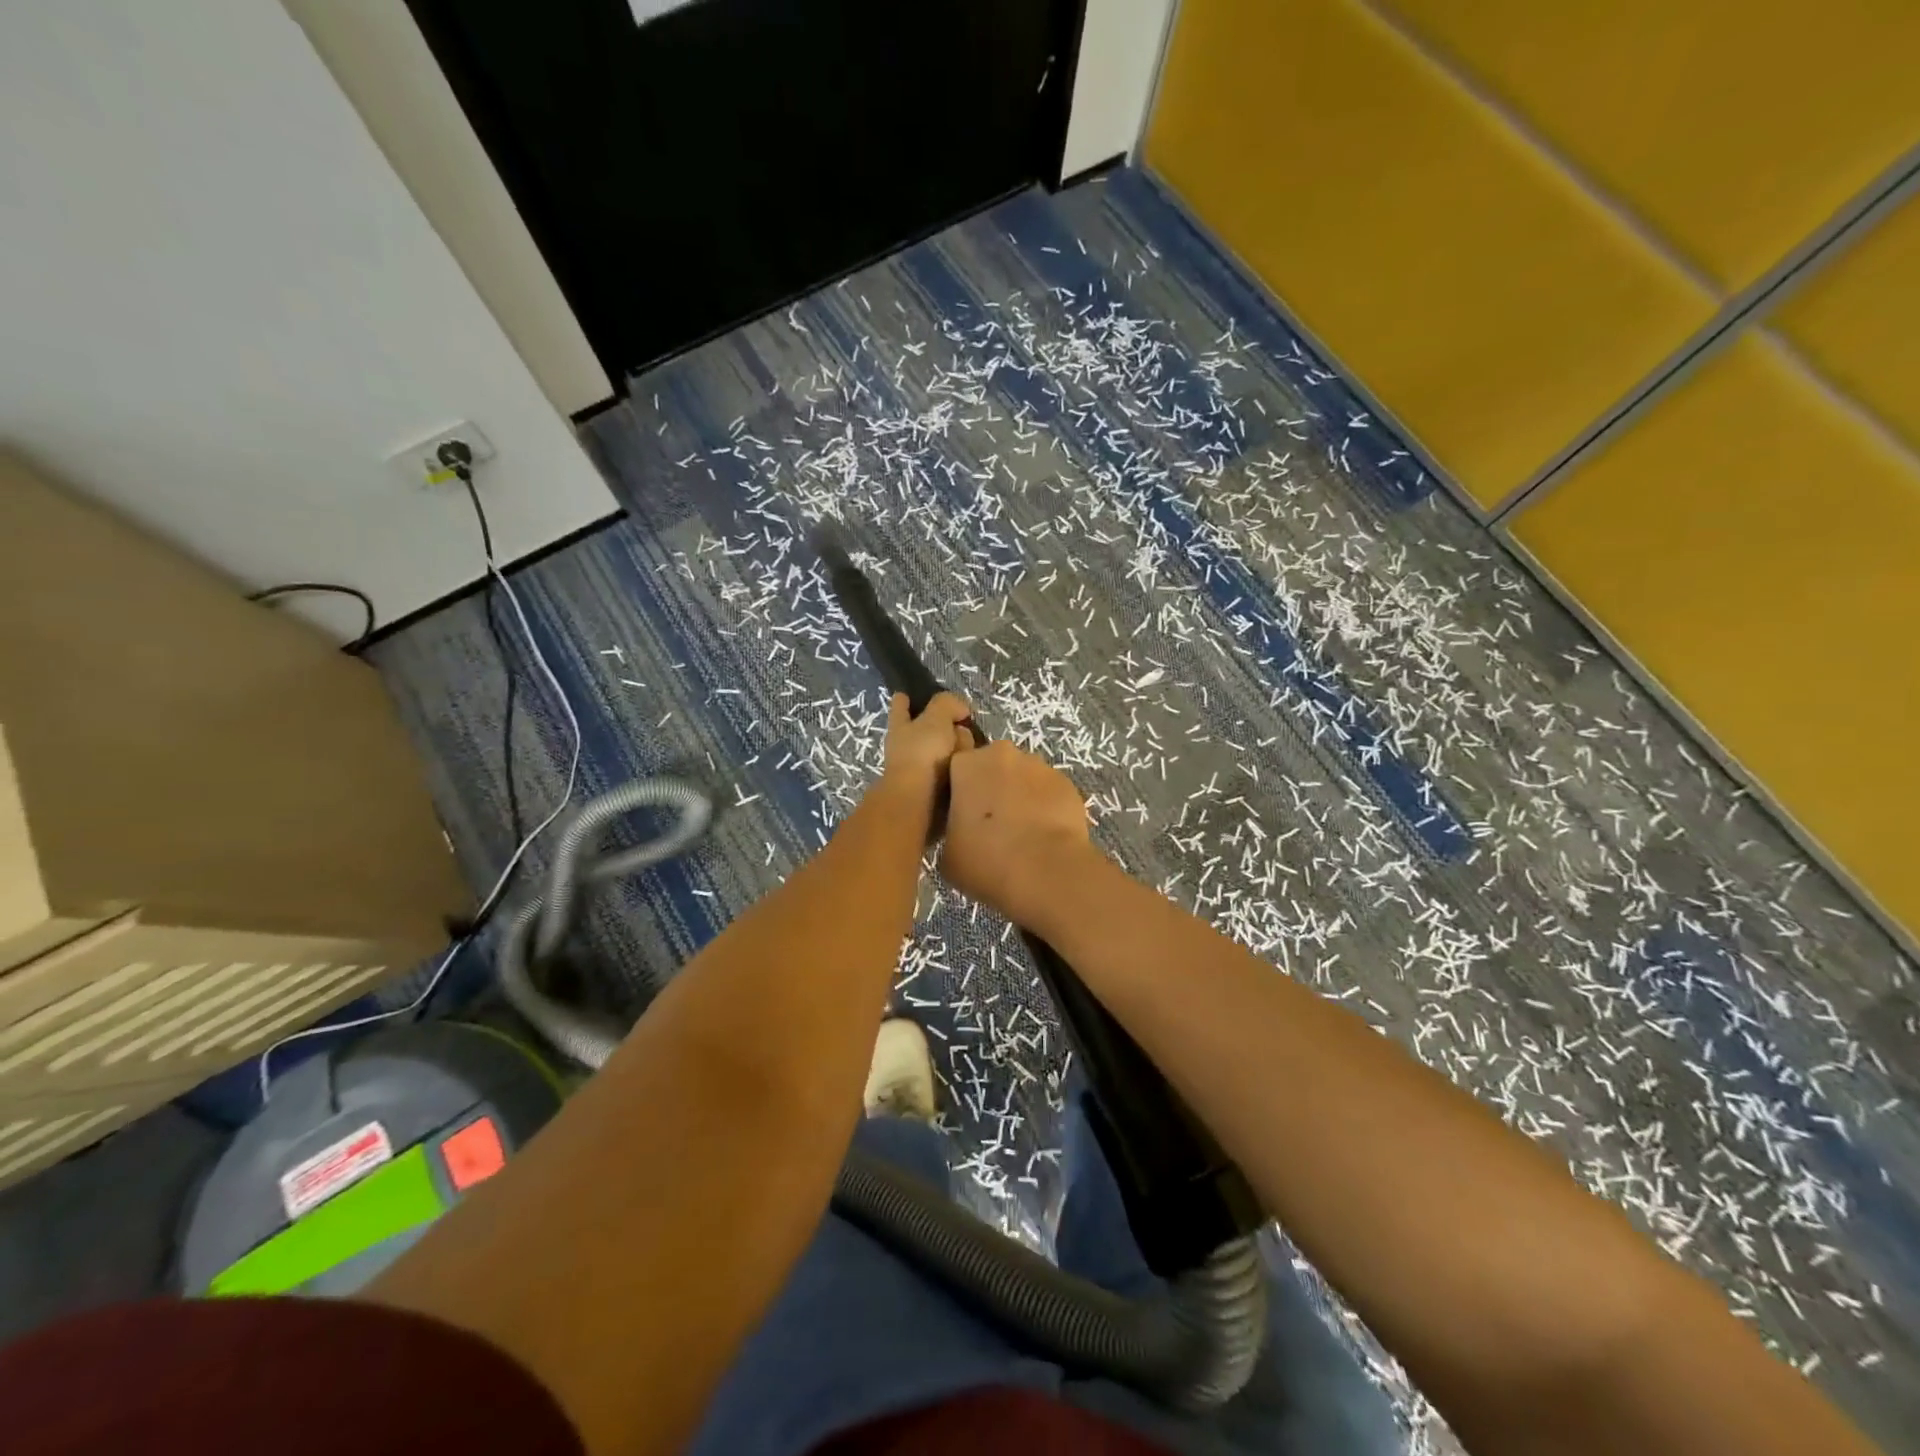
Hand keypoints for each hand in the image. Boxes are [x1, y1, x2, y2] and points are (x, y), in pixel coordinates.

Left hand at [879, 692, 973, 806]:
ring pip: (943, 752)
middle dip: (946, 727)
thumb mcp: (936, 718)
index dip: (904, 700)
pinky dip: (960, 771)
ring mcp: (917, 770)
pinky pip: (951, 773)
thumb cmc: (922, 753)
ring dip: (957, 751)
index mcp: (900, 726)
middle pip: (928, 730)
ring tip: (973, 753)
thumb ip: (947, 704)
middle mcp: (905, 747)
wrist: (918, 801)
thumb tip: (960, 710)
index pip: (900, 707)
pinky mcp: (930, 790)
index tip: (907, 695)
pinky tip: (972, 771)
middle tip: (963, 727)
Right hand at [941, 740, 1091, 926]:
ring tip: (1022, 834)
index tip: (959, 817)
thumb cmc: (986, 861)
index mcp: (967, 764)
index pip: (956, 769)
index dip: (958, 792)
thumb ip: (950, 831)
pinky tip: (1045, 837)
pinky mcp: (1068, 784)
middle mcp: (1002, 755)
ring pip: (1023, 778)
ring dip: (1020, 797)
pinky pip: (1049, 793)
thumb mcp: (947, 854)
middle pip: (992, 767)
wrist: (1047, 872)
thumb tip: (962, 833)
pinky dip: (1046, 808)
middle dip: (991, 788)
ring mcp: (1039, 766)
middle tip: (990, 826)